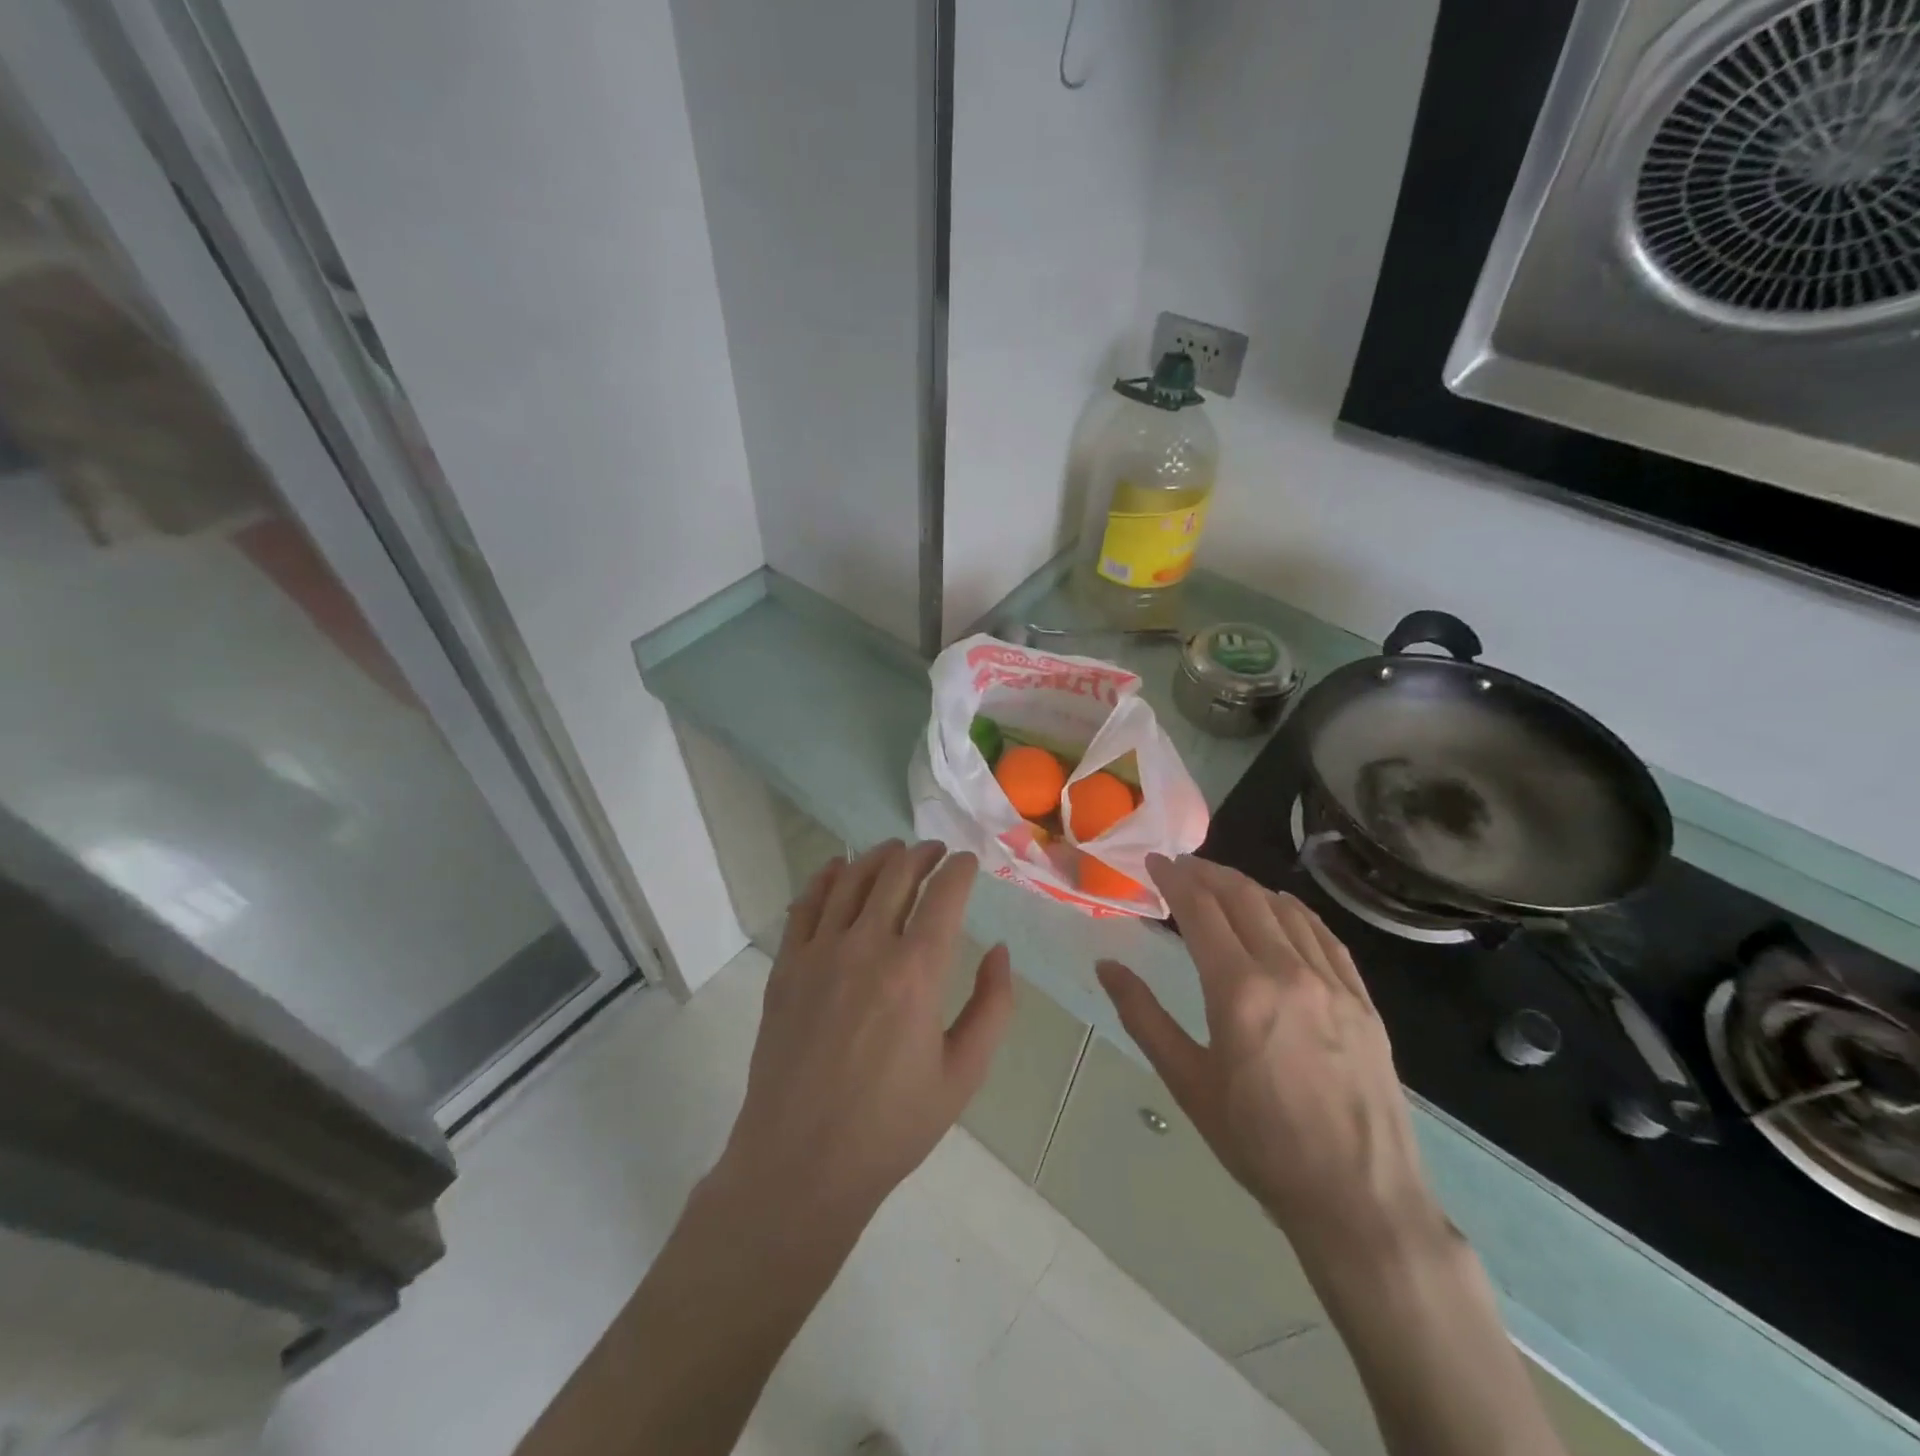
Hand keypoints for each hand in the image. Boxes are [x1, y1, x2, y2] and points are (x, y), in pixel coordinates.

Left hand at [715, 840, 1014, 1234]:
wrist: (801, 1163)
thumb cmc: (891, 1125)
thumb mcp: (963, 1074)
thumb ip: (992, 1006)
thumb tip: (1000, 951)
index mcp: (916, 972)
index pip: (944, 894)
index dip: (960, 869)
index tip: (968, 861)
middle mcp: (867, 947)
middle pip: (897, 874)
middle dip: (922, 854)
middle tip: (936, 851)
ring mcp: (820, 953)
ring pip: (851, 879)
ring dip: (878, 856)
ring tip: (895, 851)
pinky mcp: (786, 967)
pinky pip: (806, 904)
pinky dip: (825, 877)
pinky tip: (837, 868)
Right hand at [1096, 855, 1441, 1262]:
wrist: (1359, 1200)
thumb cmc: (1260, 1144)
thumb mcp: (1188, 1083)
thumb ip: (1143, 1016)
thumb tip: (1106, 966)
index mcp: (1239, 990)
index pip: (1201, 909)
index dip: (1174, 878)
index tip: (1154, 862)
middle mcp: (1287, 971)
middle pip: (1243, 896)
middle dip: (1206, 872)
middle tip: (1181, 868)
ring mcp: (1332, 982)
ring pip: (1284, 909)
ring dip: (1247, 886)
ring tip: (1221, 885)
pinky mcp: (1362, 999)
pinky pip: (1324, 935)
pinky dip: (1294, 911)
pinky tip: (1281, 910)